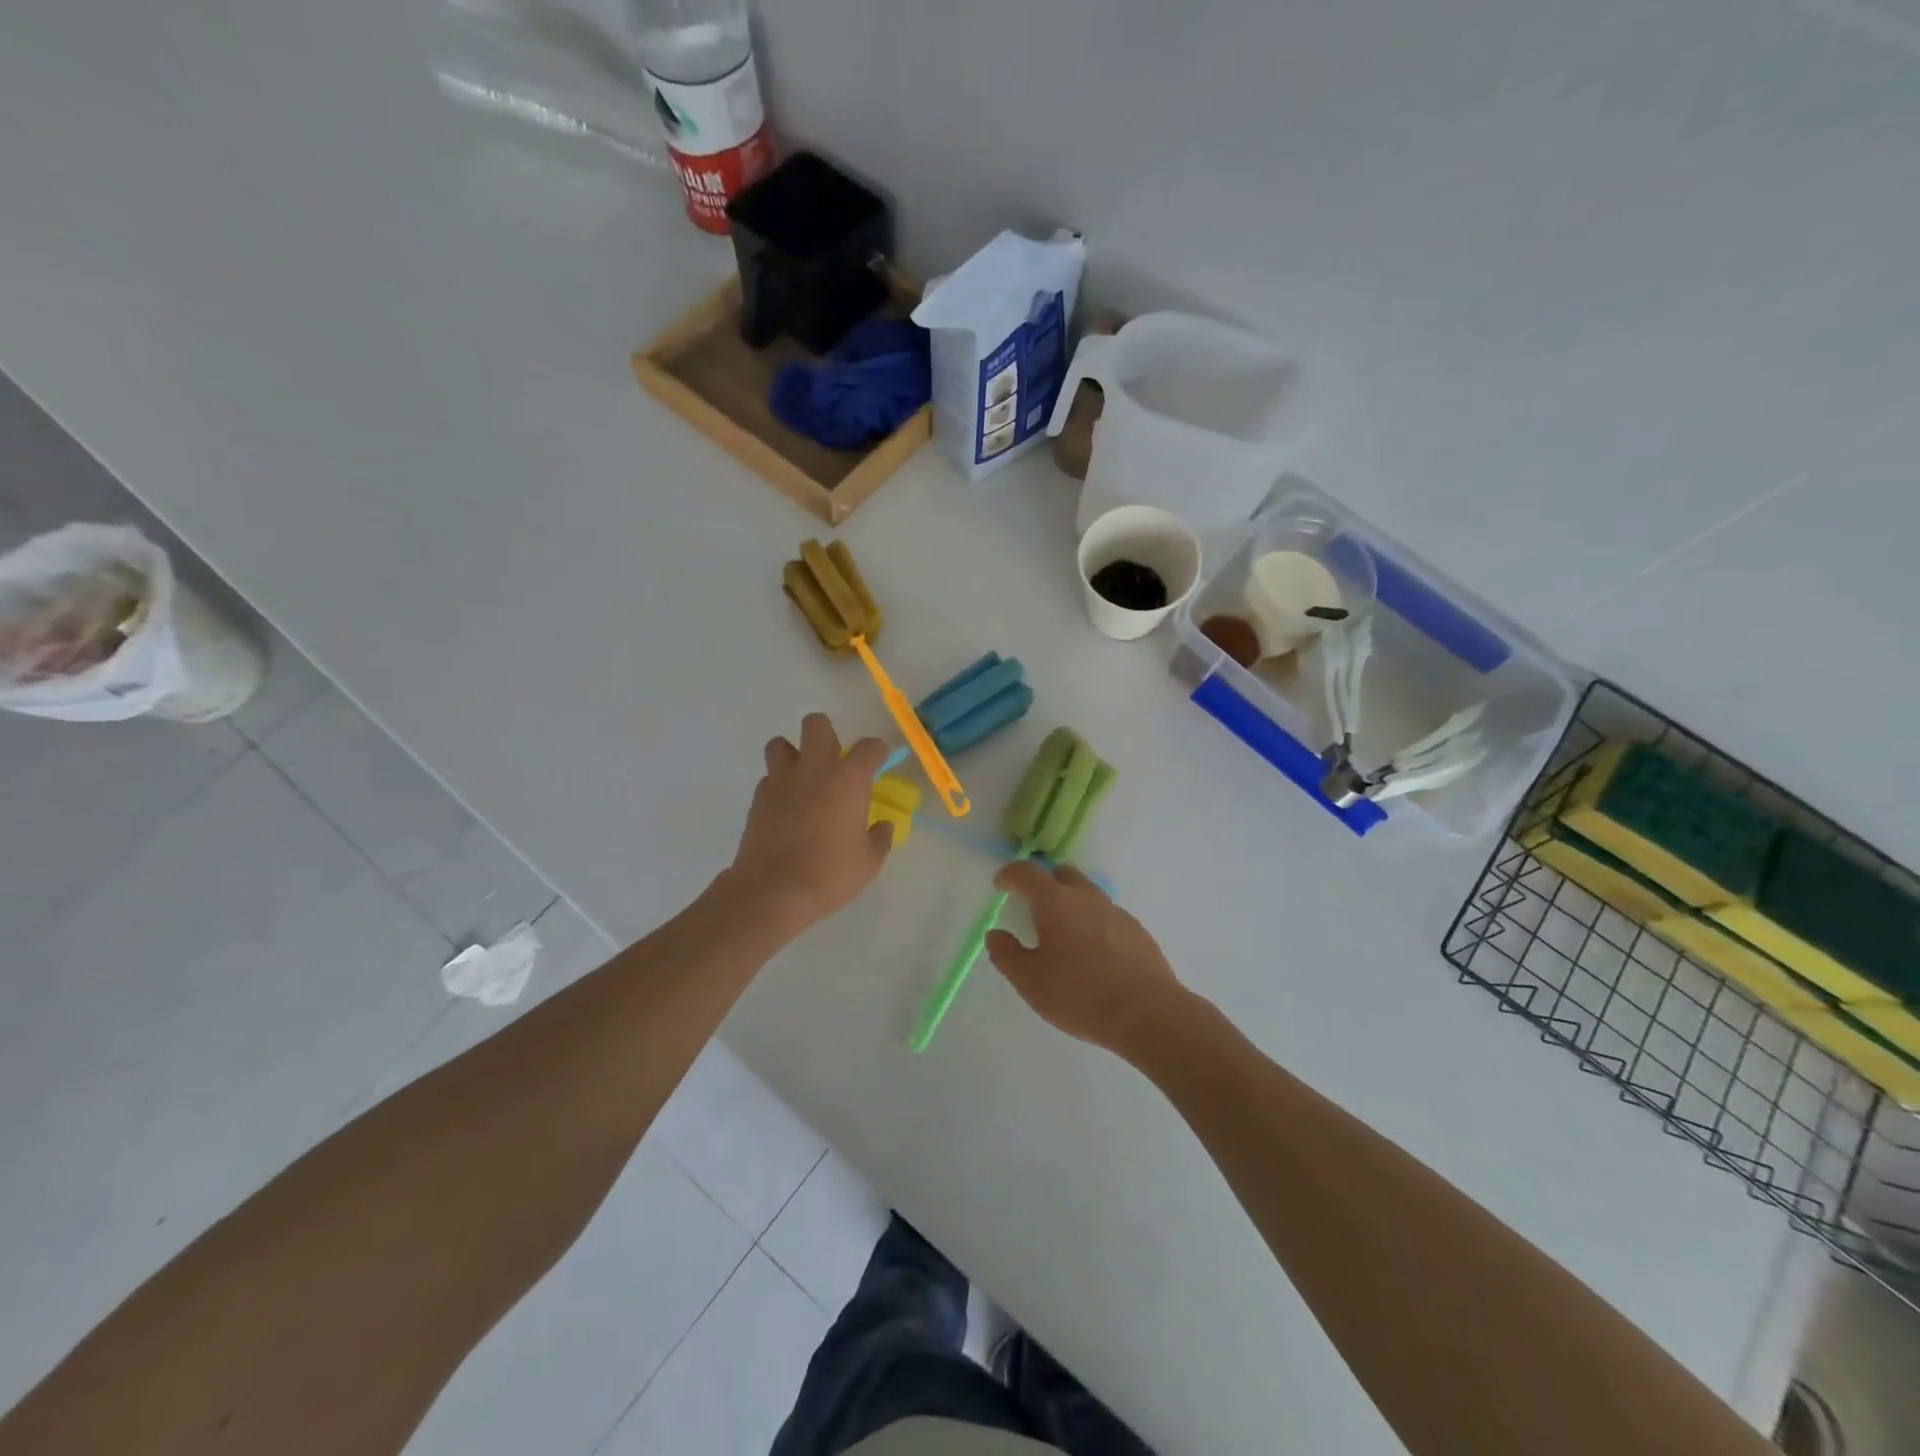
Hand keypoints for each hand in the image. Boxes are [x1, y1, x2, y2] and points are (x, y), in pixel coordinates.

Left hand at [726, 713, 893, 931]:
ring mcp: (781, 780)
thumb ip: (879, 837)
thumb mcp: (869, 861)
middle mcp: (815, 769)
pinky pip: (768, 777)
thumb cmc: (830, 874)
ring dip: (793, 754)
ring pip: (780, 743)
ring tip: (803, 778)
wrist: (773, 891)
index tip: (879, 761)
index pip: (869, 746)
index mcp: (849, 779)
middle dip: (827, 735)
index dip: (877, 751)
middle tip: (834, 762)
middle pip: (816, 724)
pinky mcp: (758, 798)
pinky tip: (786, 807)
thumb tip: (883, 826)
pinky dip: (778, 785)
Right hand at [986, 861, 1188, 1059]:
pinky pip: (1107, 916)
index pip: (1027, 872)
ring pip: (1087, 894)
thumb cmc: (1080, 995)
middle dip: (1043, 883)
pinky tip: (1094, 956)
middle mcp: (1086, 897)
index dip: (1010, 875)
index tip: (1001, 886)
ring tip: (1063, 936)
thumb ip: (1006, 954)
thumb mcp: (1030, 982)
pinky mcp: (1137, 930)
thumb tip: (996, 934)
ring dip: (1070, 904)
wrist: (1148, 1013)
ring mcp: (1116, 911)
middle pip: (1061, 874)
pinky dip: (1093, 924)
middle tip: (1032, 907)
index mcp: (1055, 902)